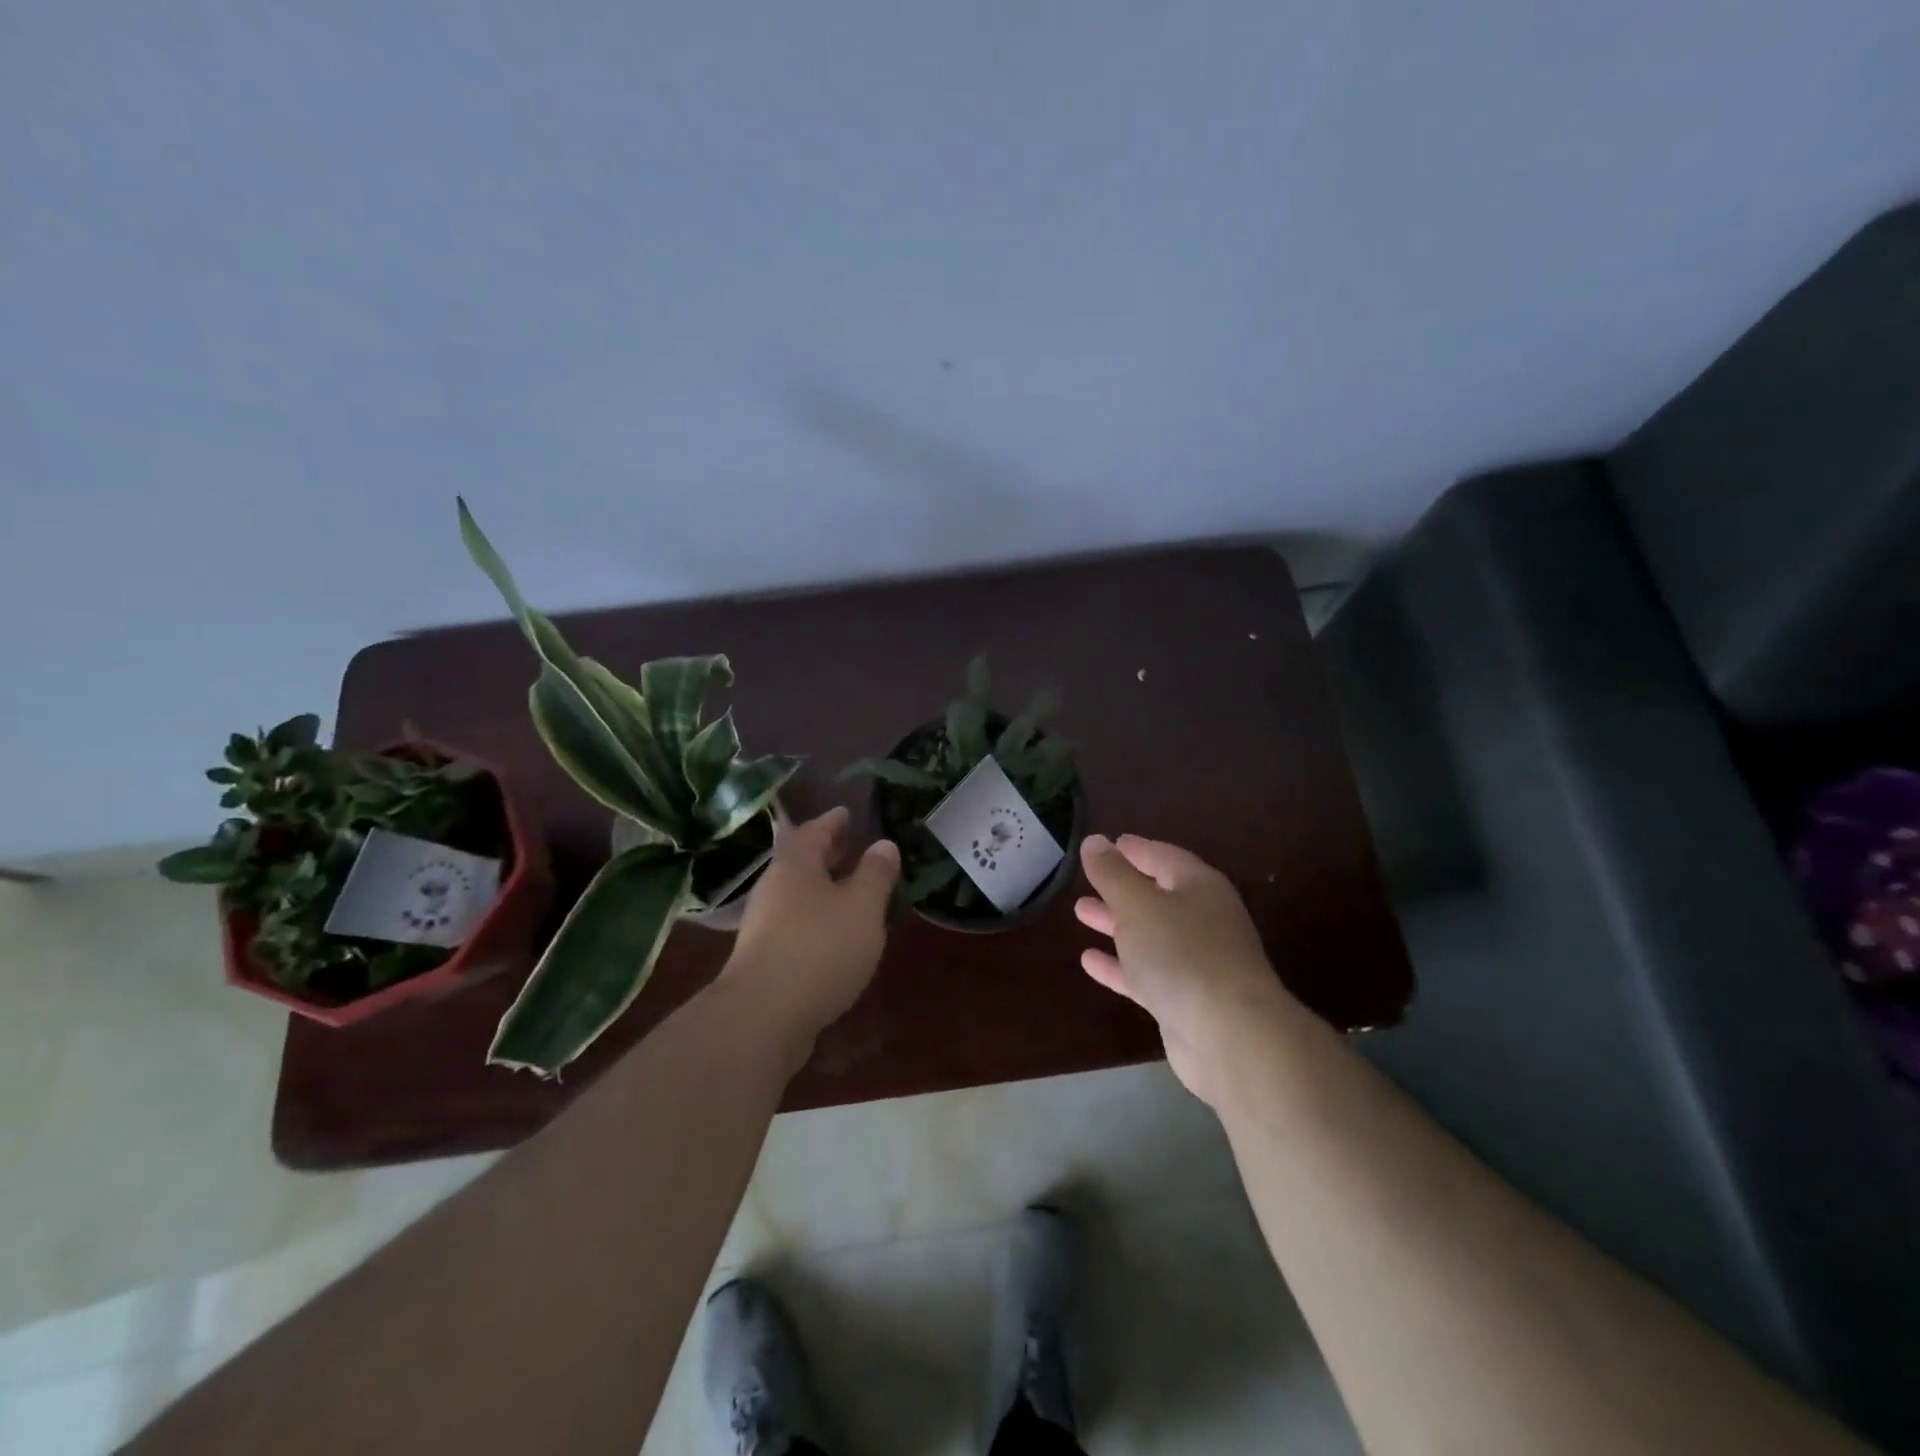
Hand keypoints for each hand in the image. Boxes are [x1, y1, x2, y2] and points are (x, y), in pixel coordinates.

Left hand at [721, 807, 899, 1051]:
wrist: (764, 1017)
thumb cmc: (819, 948)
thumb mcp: (862, 906)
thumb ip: (876, 873)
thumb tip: (884, 844)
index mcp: (795, 865)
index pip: (815, 830)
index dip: (833, 821)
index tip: (847, 812)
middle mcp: (775, 889)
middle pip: (802, 861)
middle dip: (828, 853)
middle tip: (853, 846)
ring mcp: (765, 925)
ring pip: (800, 895)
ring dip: (825, 889)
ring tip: (853, 890)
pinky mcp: (766, 959)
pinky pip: (798, 924)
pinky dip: (819, 919)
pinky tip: (838, 934)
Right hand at [1075, 833, 1301, 1105]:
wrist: (1229, 1035)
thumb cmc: (1182, 953)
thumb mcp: (1138, 904)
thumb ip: (1113, 873)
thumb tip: (1095, 841)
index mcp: (1199, 887)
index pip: (1165, 857)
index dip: (1137, 849)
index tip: (1110, 843)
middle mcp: (1203, 920)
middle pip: (1157, 896)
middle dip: (1121, 887)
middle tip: (1088, 879)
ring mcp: (1196, 962)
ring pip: (1149, 934)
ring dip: (1116, 923)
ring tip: (1081, 912)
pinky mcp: (1185, 999)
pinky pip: (1146, 973)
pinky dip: (1119, 965)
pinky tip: (1088, 961)